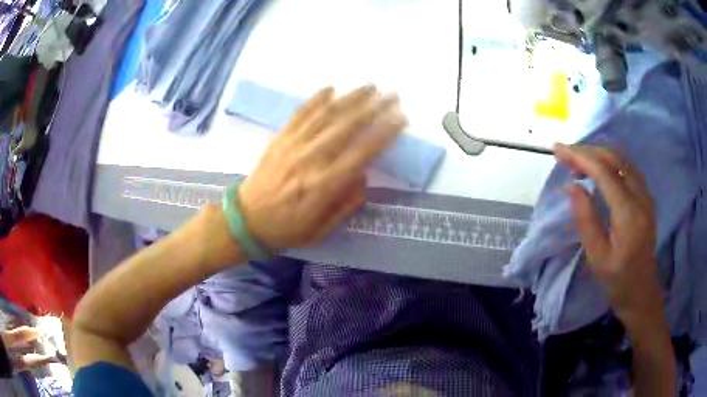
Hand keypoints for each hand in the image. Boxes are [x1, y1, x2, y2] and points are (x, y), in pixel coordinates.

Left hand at [238, 85, 406, 249]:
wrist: (246, 221)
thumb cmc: (286, 229)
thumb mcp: (321, 231)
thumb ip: (346, 205)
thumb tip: (363, 176)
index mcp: (324, 186)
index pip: (361, 153)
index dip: (384, 133)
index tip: (401, 119)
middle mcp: (311, 160)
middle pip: (347, 126)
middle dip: (374, 108)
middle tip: (393, 95)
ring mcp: (293, 145)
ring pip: (326, 114)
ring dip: (350, 98)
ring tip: (370, 86)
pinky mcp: (280, 138)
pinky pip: (300, 114)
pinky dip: (315, 99)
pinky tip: (330, 87)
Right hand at [553, 144, 662, 327]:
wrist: (642, 292)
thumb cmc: (618, 281)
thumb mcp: (597, 259)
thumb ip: (586, 221)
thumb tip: (573, 187)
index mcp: (629, 214)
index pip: (604, 173)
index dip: (580, 157)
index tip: (558, 150)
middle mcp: (641, 197)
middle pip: (615, 159)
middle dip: (588, 151)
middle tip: (565, 154)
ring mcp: (646, 195)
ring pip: (622, 160)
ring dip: (598, 154)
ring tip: (578, 160)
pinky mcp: (646, 198)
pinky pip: (627, 168)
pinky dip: (610, 161)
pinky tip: (599, 168)